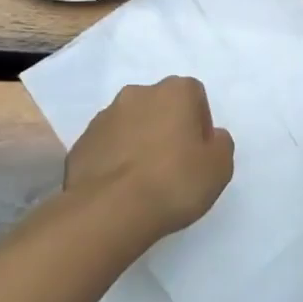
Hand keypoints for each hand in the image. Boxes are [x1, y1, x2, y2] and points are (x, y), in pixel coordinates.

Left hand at [65, 77, 234, 244]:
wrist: (108, 210)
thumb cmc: (173, 182)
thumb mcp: (219, 167)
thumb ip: (220, 144)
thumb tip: (210, 138)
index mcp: (175, 90)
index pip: (195, 96)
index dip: (199, 125)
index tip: (198, 154)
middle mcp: (138, 93)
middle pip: (160, 106)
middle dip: (167, 128)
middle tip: (173, 166)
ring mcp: (105, 116)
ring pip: (131, 124)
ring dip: (139, 142)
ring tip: (143, 180)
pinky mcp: (82, 142)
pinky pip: (107, 146)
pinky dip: (115, 159)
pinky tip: (120, 188)